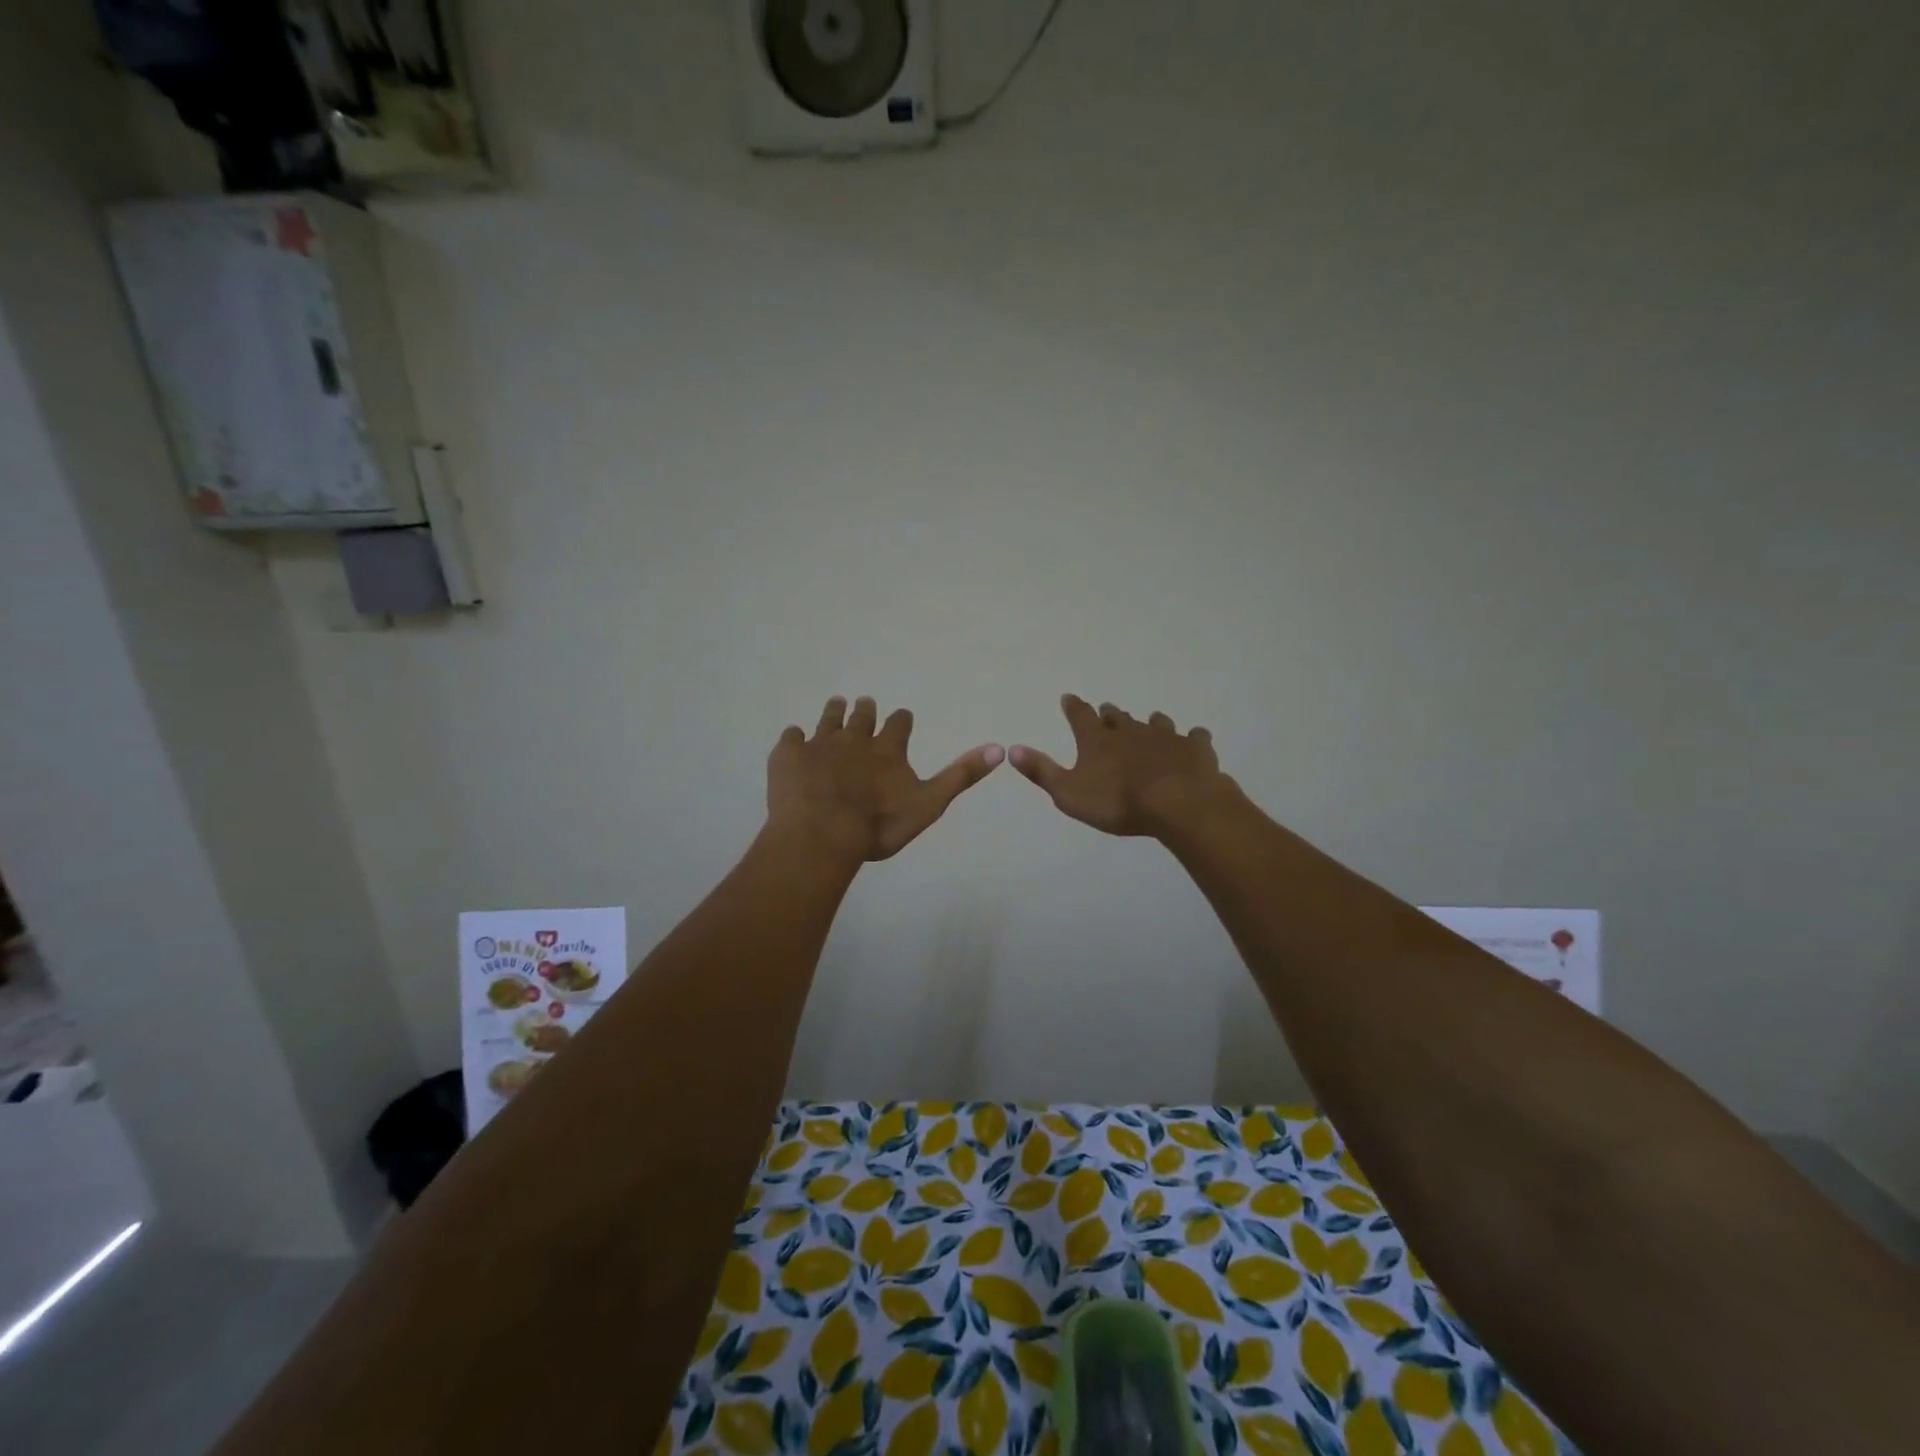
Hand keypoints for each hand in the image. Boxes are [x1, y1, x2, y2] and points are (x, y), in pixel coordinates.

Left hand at [768, 697, 1004, 862]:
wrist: (822, 834)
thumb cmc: (879, 825)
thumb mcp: (929, 804)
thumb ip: (960, 776)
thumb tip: (999, 749)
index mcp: (888, 749)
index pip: (899, 724)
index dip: (901, 720)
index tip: (901, 716)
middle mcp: (854, 739)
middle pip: (862, 716)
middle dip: (865, 710)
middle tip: (864, 702)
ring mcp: (819, 744)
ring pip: (828, 719)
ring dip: (834, 711)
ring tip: (836, 704)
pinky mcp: (788, 755)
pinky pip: (790, 737)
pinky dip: (794, 738)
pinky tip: (793, 740)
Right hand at [1010, 695, 1236, 837]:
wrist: (1178, 803)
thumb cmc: (1117, 802)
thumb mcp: (1068, 793)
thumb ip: (1041, 771)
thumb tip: (1011, 749)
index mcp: (1097, 739)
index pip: (1080, 715)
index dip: (1073, 706)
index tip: (1068, 698)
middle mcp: (1129, 730)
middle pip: (1117, 716)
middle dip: (1110, 714)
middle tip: (1107, 711)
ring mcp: (1165, 736)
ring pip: (1155, 722)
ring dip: (1150, 722)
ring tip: (1151, 721)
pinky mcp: (1194, 748)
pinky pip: (1194, 737)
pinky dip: (1191, 739)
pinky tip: (1193, 741)